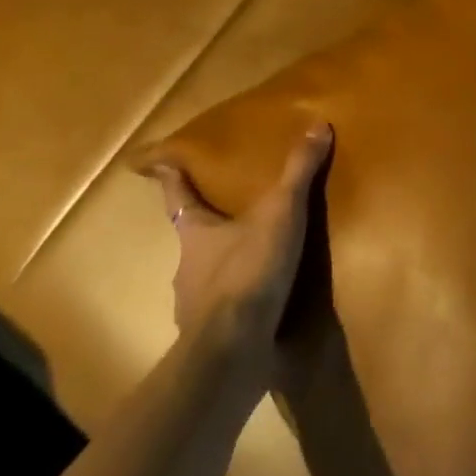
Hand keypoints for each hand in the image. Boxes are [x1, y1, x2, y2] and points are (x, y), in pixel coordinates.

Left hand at [140, 123, 332, 367]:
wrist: (233, 351)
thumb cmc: (248, 272)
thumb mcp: (280, 214)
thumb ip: (298, 172)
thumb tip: (317, 124)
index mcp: (196, 233)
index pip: (178, 196)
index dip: (171, 178)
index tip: (157, 163)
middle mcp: (187, 268)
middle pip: (193, 238)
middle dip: (210, 228)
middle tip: (232, 216)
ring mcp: (195, 308)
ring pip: (207, 279)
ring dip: (226, 270)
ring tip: (257, 263)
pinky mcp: (212, 340)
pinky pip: (225, 314)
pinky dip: (239, 307)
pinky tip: (262, 307)